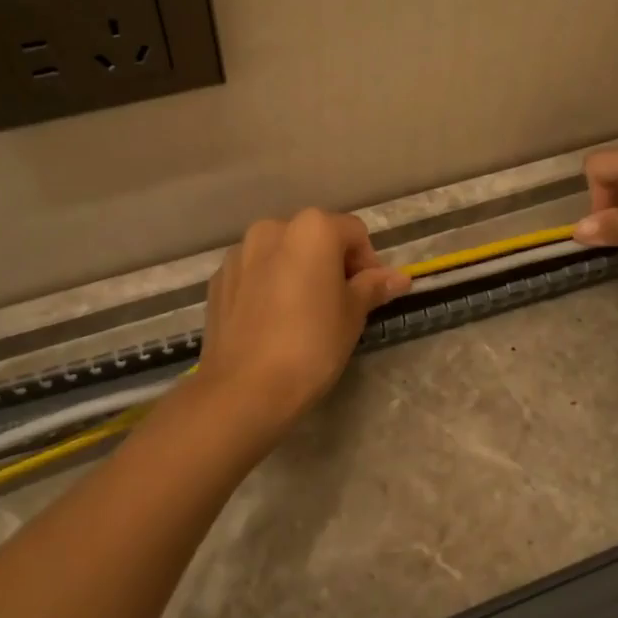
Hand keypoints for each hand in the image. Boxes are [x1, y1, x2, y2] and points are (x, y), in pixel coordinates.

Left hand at [194, 209, 409, 443]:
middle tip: (340, 304)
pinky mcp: (218, 279)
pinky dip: (269, 285)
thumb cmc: (311, 345)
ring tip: (303, 314)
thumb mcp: (353, 315)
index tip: (369, 296)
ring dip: (298, 272)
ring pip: (282, 253)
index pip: (354, 233)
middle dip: (332, 264)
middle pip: (315, 237)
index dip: (368, 263)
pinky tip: (273, 321)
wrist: (244, 389)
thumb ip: (373, 287)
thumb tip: (398, 278)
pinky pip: (255, 273)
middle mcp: (272, 229)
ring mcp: (240, 253)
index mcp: (312, 229)